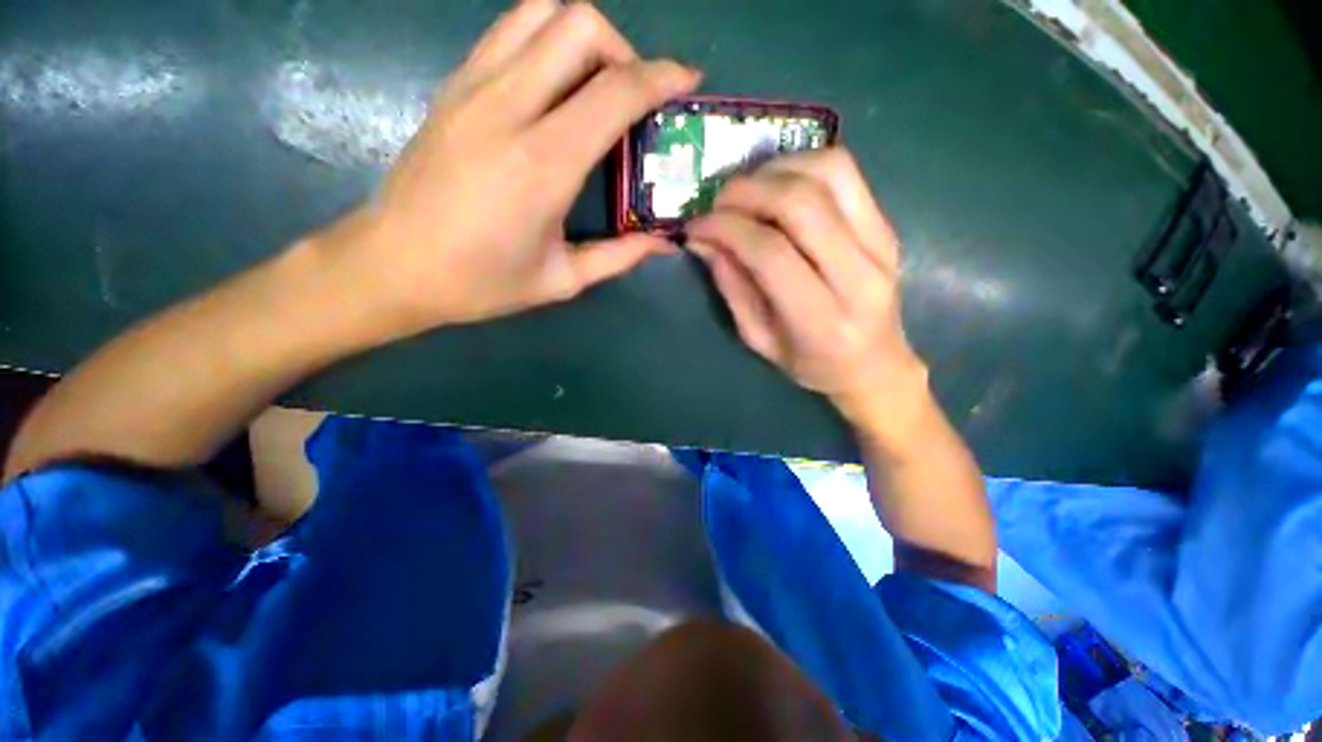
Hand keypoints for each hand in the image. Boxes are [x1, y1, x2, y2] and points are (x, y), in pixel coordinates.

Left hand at [309, 0, 699, 341]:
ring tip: (596, 85)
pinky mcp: (453, 86)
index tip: (686, 82)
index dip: (661, 77)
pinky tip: (555, 86)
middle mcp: (508, 109)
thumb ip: (620, 256)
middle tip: (634, 97)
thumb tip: (665, 242)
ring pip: (541, 12)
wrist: (393, 265)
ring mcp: (473, 88)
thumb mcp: (562, 281)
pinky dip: (546, 41)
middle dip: (624, 51)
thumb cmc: (481, 282)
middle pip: (579, 26)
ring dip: (583, 37)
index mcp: (543, 165)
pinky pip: (509, 32)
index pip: (614, 91)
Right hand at [686, 149, 928, 441]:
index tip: (696, 225)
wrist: (874, 363)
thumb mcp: (758, 339)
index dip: (727, 229)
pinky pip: (845, 173)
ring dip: (775, 170)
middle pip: (800, 203)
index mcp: (822, 319)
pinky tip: (777, 184)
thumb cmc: (810, 363)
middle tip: (716, 203)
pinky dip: (802, 165)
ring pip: (828, 173)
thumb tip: (703, 239)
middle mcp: (859, 275)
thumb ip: (732, 287)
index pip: (771, 252)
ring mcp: (881, 243)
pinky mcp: (886, 224)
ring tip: (745, 190)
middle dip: (746, 192)